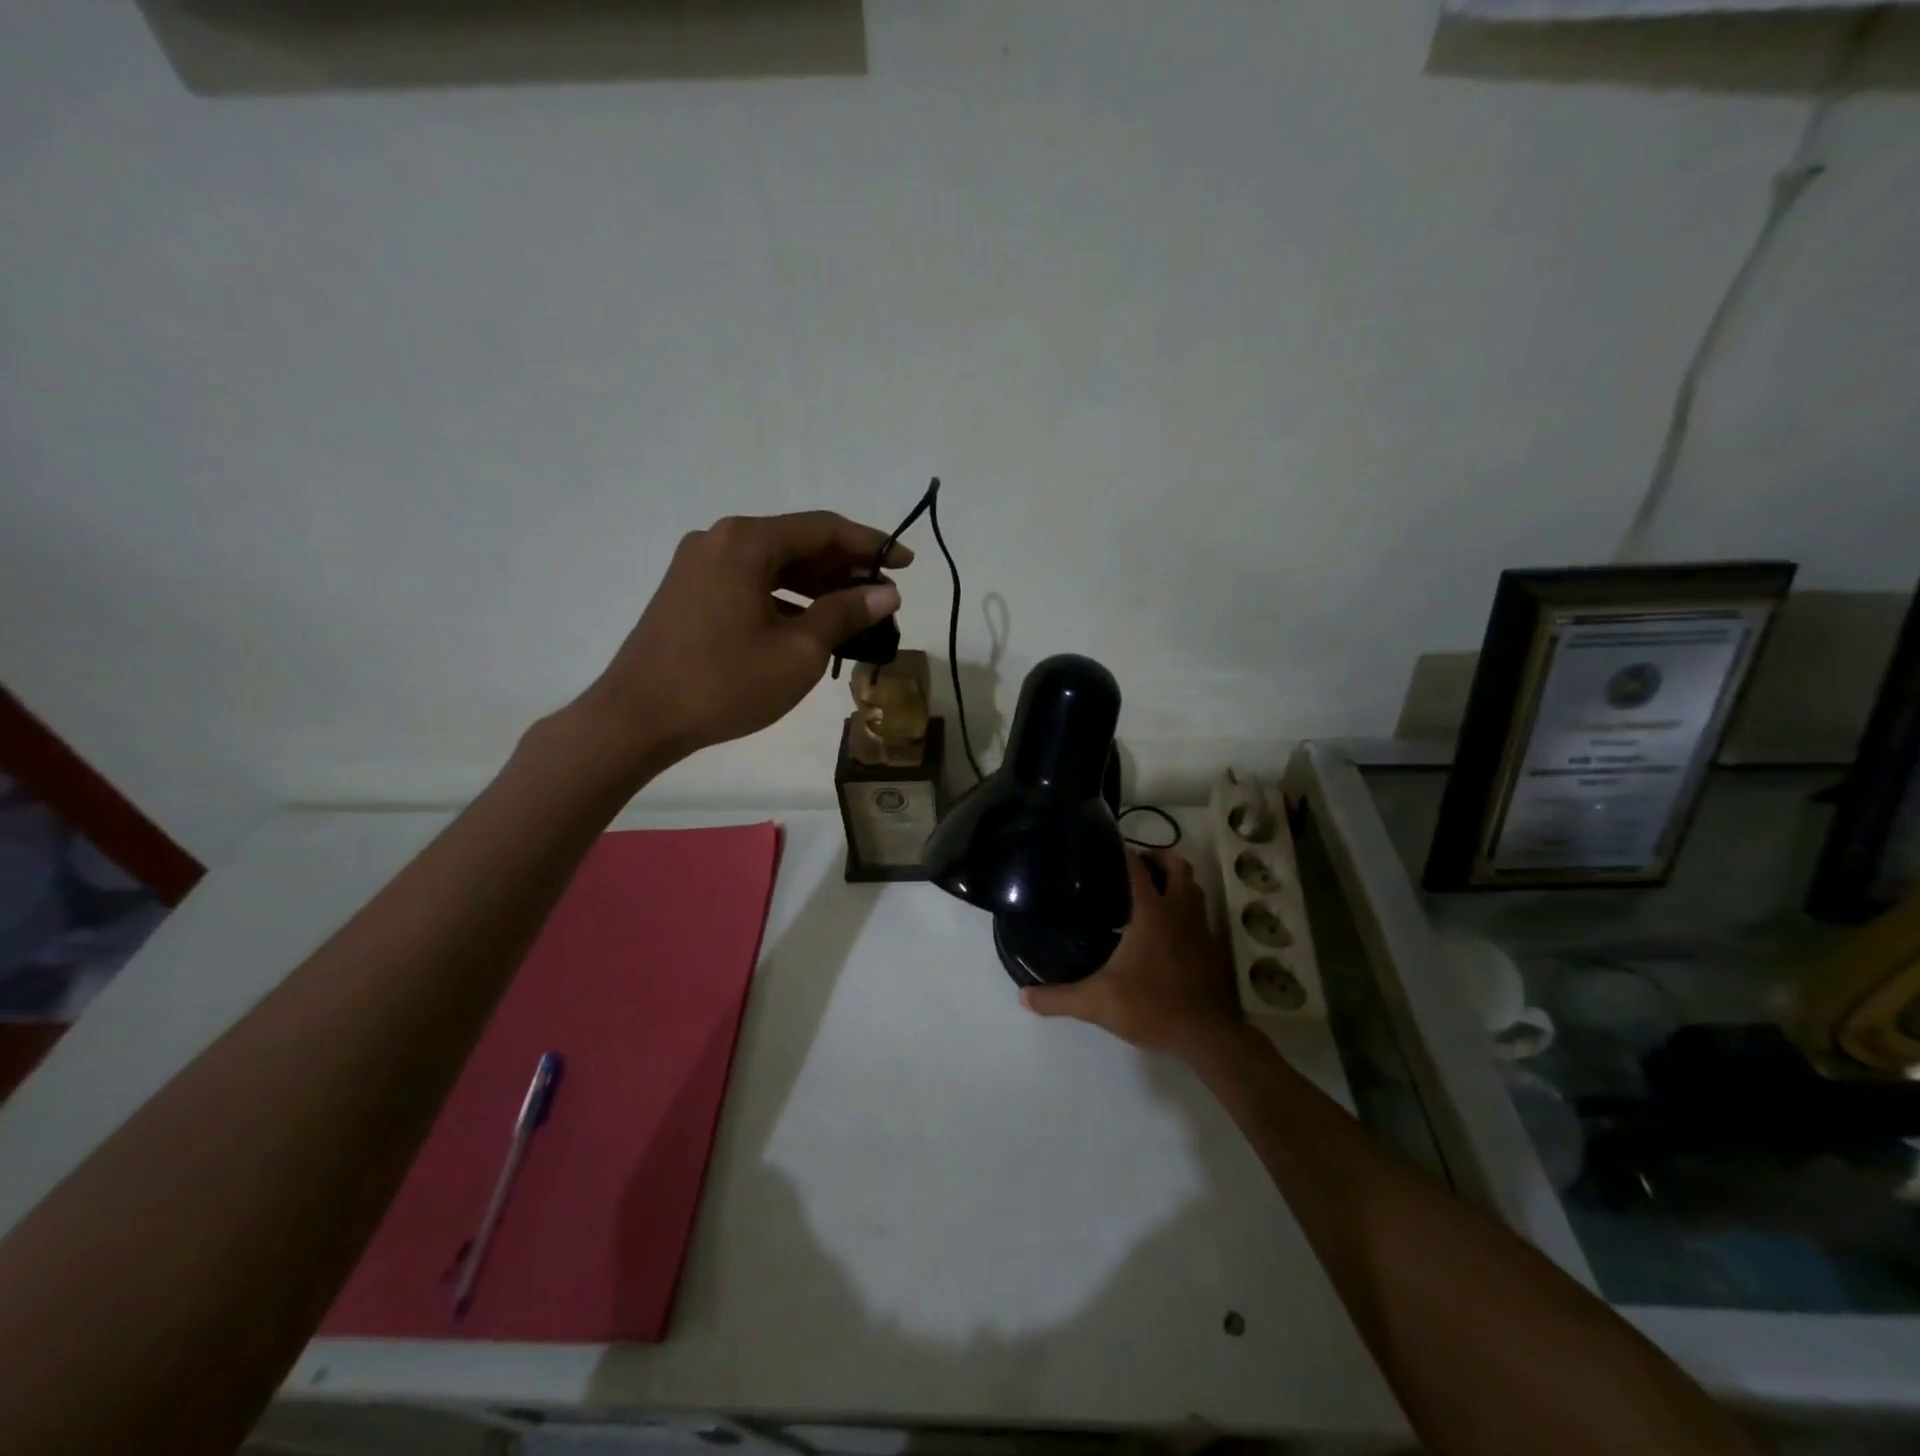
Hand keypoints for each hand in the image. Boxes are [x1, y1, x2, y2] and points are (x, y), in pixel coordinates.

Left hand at [577, 511, 910, 765]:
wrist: (638, 718)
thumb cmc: (725, 683)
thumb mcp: (798, 651)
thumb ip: (845, 613)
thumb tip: (886, 592)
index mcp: (747, 541)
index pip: (824, 529)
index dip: (870, 544)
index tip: (906, 563)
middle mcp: (720, 539)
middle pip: (797, 542)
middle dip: (844, 567)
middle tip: (883, 594)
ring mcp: (698, 565)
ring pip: (772, 564)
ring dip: (816, 585)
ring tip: (854, 613)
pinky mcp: (688, 591)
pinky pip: (749, 582)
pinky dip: (784, 598)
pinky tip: (808, 624)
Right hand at [1021, 850, 1240, 1057]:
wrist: (1207, 1035)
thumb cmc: (1152, 1006)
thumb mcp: (1097, 1003)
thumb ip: (1059, 997)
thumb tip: (1023, 995)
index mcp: (1151, 912)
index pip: (1138, 867)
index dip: (1124, 853)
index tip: (1107, 848)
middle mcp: (1179, 911)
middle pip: (1176, 866)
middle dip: (1158, 858)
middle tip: (1136, 866)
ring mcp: (1201, 928)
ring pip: (1194, 888)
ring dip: (1176, 881)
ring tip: (1154, 890)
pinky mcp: (1214, 948)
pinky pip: (1202, 915)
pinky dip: (1188, 910)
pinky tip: (1172, 929)